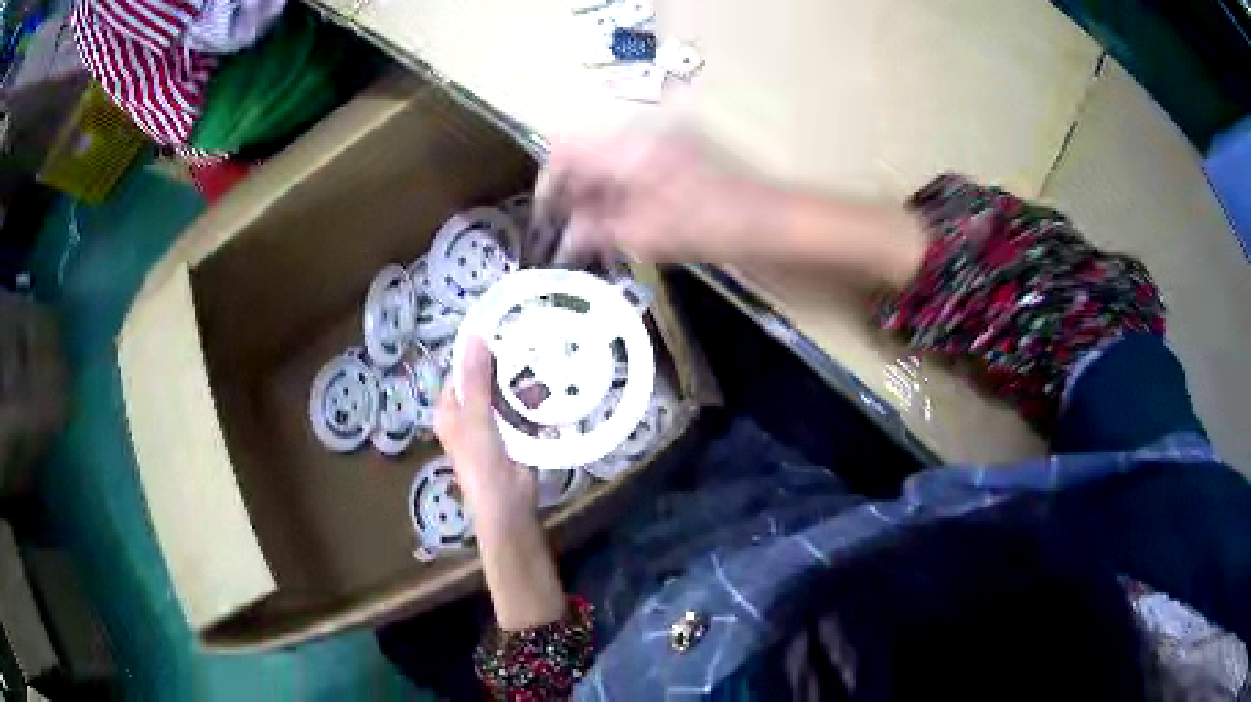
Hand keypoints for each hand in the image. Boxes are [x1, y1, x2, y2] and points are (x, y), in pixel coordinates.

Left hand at [435, 337, 565, 629]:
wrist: (508, 508)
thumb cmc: (483, 463)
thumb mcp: (476, 417)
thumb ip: (476, 378)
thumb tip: (474, 335)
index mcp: (450, 411)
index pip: (461, 371)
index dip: (479, 352)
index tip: (503, 329)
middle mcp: (468, 416)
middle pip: (485, 381)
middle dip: (506, 365)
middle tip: (530, 340)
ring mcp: (492, 427)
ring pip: (506, 395)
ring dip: (522, 383)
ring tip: (545, 359)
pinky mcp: (514, 438)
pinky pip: (523, 412)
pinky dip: (534, 403)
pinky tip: (551, 390)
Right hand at [537, 128, 783, 265]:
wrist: (770, 221)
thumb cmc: (710, 226)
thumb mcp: (646, 235)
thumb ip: (596, 232)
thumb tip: (564, 240)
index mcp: (626, 148)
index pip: (565, 150)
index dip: (546, 184)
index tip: (543, 219)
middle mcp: (636, 141)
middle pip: (583, 158)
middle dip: (567, 196)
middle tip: (561, 236)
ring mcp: (656, 150)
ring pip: (604, 169)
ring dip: (589, 200)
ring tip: (583, 240)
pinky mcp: (670, 165)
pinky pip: (626, 177)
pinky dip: (613, 201)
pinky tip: (612, 231)